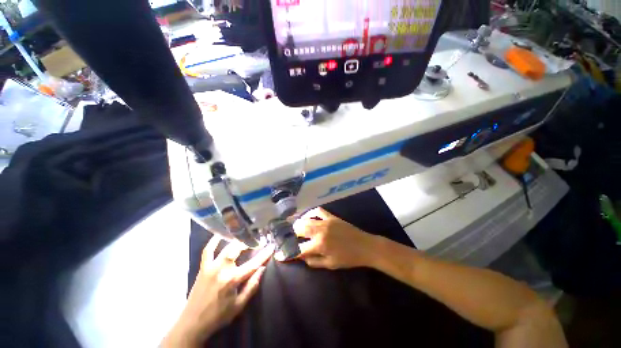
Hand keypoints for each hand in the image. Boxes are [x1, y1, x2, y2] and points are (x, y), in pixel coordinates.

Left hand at [162, 238, 273, 346]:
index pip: (253, 264)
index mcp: (233, 279)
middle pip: (238, 249)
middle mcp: (222, 269)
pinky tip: (219, 235)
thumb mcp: (239, 305)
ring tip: (244, 237)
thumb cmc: (219, 315)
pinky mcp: (203, 267)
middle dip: (249, 243)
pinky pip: (208, 251)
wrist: (192, 323)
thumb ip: (252, 286)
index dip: (264, 255)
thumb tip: (262, 269)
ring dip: (237, 241)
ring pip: (226, 248)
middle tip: (256, 241)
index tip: (272, 246)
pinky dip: (213, 242)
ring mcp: (211, 266)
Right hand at [292, 207, 376, 269]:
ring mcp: (325, 221)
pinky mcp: (331, 216)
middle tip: (288, 237)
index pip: (298, 249)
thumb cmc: (348, 258)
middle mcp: (320, 231)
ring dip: (298, 223)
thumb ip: (313, 261)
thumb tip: (300, 256)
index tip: (279, 254)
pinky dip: (310, 213)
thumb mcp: (330, 264)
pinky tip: (308, 217)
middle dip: (290, 234)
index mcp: (319, 245)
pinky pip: (317, 211)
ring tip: (295, 227)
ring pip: (306, 219)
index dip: (287, 253)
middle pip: (299, 229)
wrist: (365, 246)